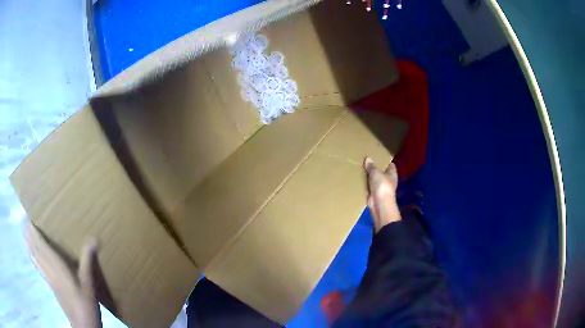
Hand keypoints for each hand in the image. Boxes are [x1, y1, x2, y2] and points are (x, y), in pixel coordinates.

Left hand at [25, 221, 102, 327]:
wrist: (83, 325)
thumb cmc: (85, 303)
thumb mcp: (88, 283)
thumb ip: (87, 260)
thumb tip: (93, 238)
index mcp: (55, 266)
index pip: (39, 242)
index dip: (32, 228)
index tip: (28, 213)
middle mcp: (47, 269)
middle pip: (33, 247)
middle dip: (27, 232)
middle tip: (25, 217)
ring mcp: (47, 277)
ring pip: (33, 256)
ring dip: (27, 242)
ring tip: (24, 231)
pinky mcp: (49, 284)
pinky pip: (37, 265)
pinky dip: (32, 255)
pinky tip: (32, 253)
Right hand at [363, 157, 400, 232]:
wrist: (379, 204)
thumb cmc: (382, 186)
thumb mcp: (376, 173)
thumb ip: (371, 166)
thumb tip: (368, 158)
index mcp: (392, 174)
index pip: (390, 165)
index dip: (385, 160)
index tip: (377, 155)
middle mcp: (388, 180)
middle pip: (381, 172)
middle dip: (374, 167)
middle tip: (365, 160)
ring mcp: (381, 187)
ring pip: (374, 179)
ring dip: (368, 176)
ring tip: (359, 167)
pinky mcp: (374, 193)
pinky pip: (368, 186)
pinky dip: (364, 183)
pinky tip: (357, 178)